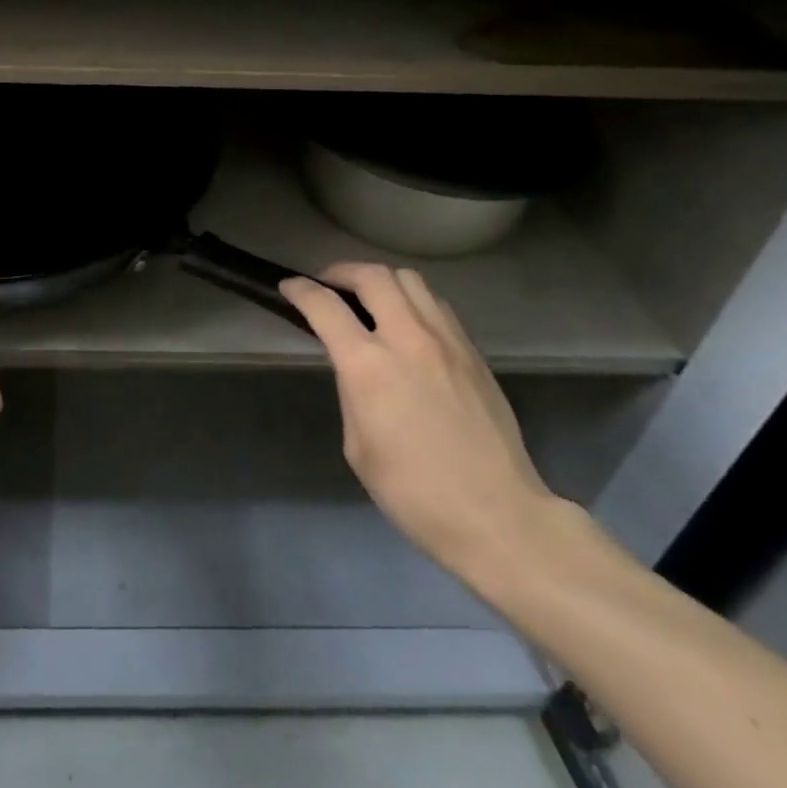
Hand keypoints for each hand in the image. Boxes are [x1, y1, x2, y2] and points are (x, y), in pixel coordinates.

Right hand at [280, 262, 560, 582]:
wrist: (498, 516)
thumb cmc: (414, 492)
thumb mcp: (358, 445)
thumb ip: (352, 391)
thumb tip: (356, 366)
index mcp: (369, 366)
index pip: (325, 306)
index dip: (300, 290)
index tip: (289, 287)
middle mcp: (407, 339)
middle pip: (372, 275)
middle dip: (341, 272)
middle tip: (327, 286)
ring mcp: (446, 341)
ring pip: (409, 280)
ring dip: (380, 280)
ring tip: (369, 298)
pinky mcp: (473, 352)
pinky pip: (436, 304)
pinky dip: (412, 300)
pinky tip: (407, 323)